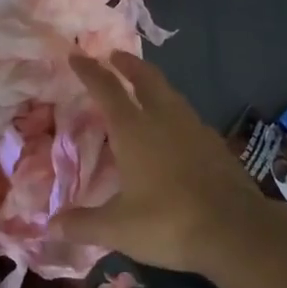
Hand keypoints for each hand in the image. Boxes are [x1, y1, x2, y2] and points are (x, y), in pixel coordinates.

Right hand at [63, 51, 268, 273]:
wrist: (236, 231)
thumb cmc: (169, 223)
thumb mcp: (118, 228)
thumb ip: (82, 224)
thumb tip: (50, 227)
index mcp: (134, 130)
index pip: (107, 89)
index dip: (90, 71)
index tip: (77, 56)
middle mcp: (164, 119)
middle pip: (145, 78)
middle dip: (128, 64)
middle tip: (115, 56)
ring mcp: (195, 129)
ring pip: (170, 94)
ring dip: (153, 83)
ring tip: (143, 87)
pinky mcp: (216, 145)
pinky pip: (188, 117)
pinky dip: (173, 111)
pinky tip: (174, 128)